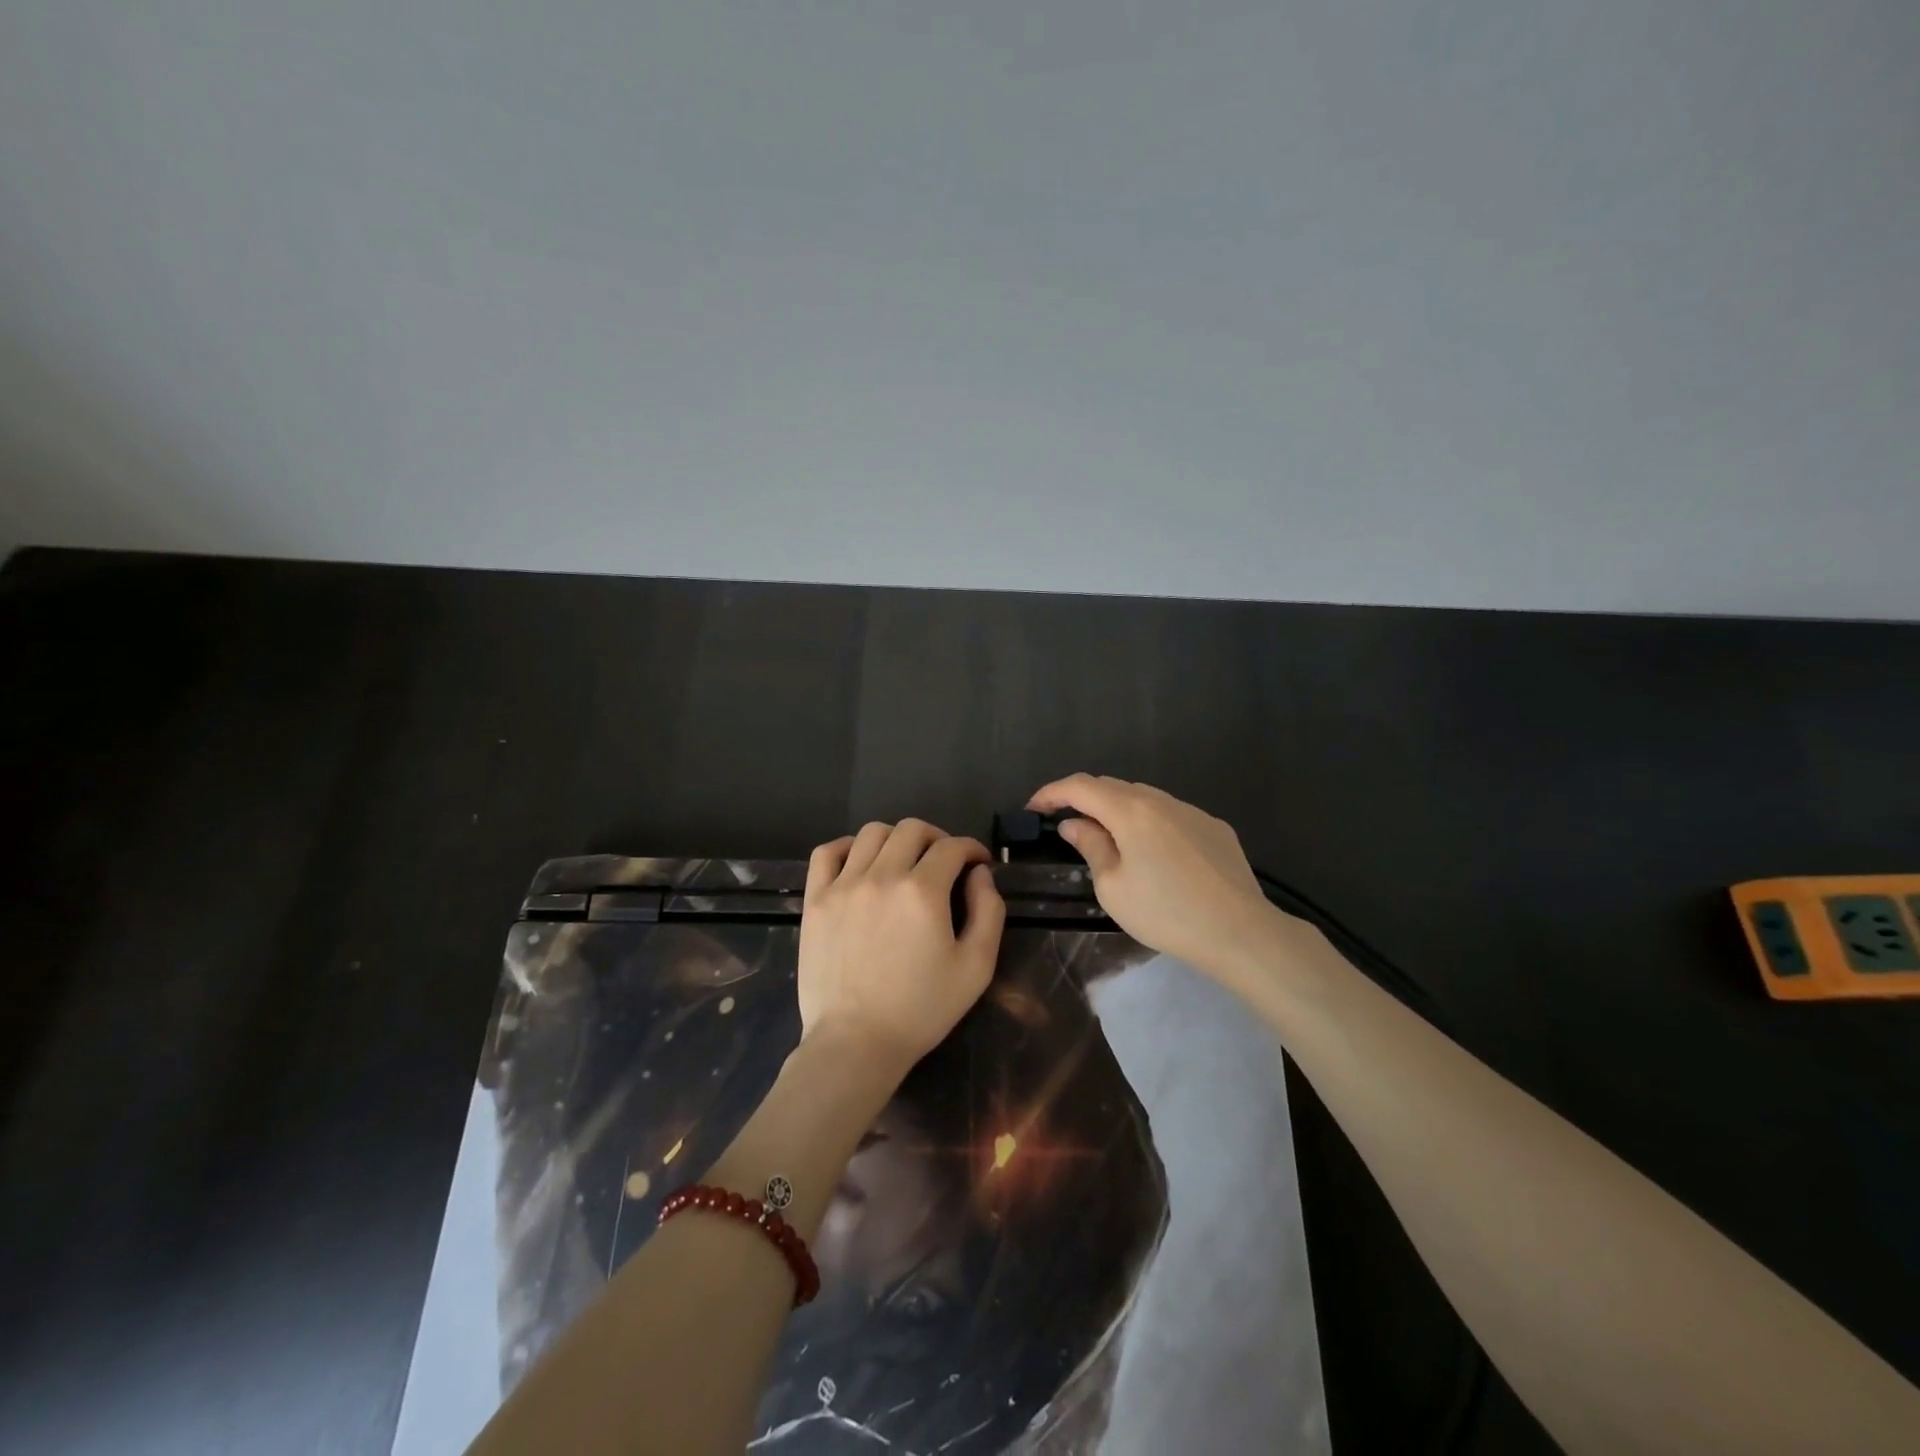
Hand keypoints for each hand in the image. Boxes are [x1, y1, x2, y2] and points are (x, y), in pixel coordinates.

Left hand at [798, 820, 1005, 1069]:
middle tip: (945, 861)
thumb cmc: (921, 1010)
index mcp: (923, 891)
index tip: (977, 862)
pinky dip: (847, 847)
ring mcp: (843, 886)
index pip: (952, 847)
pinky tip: (860, 863)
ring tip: (904, 861)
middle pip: (912, 829)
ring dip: (896, 839)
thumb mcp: (976, 967)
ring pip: (871, 833)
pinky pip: (827, 853)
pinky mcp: (816, 900)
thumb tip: (980, 874)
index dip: (971, 848)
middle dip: (937, 838)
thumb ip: (988, 912)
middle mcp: (882, 876)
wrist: (855, 1043)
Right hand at [1027, 775, 1272, 971]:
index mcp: (1130, 811)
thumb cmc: (1166, 912)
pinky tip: (1153, 853)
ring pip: (1143, 798)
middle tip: (1064, 822)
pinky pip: (1171, 815)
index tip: (1033, 808)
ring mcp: (1192, 811)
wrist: (1240, 932)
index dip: (1051, 792)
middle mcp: (1161, 800)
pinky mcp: (1214, 828)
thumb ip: (1091, 847)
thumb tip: (1074, 824)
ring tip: (1107, 837)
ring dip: (1117, 810)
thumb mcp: (1113, 887)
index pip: (1080, 787)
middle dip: (1083, 799)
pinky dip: (1149, 823)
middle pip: (1112, 787)